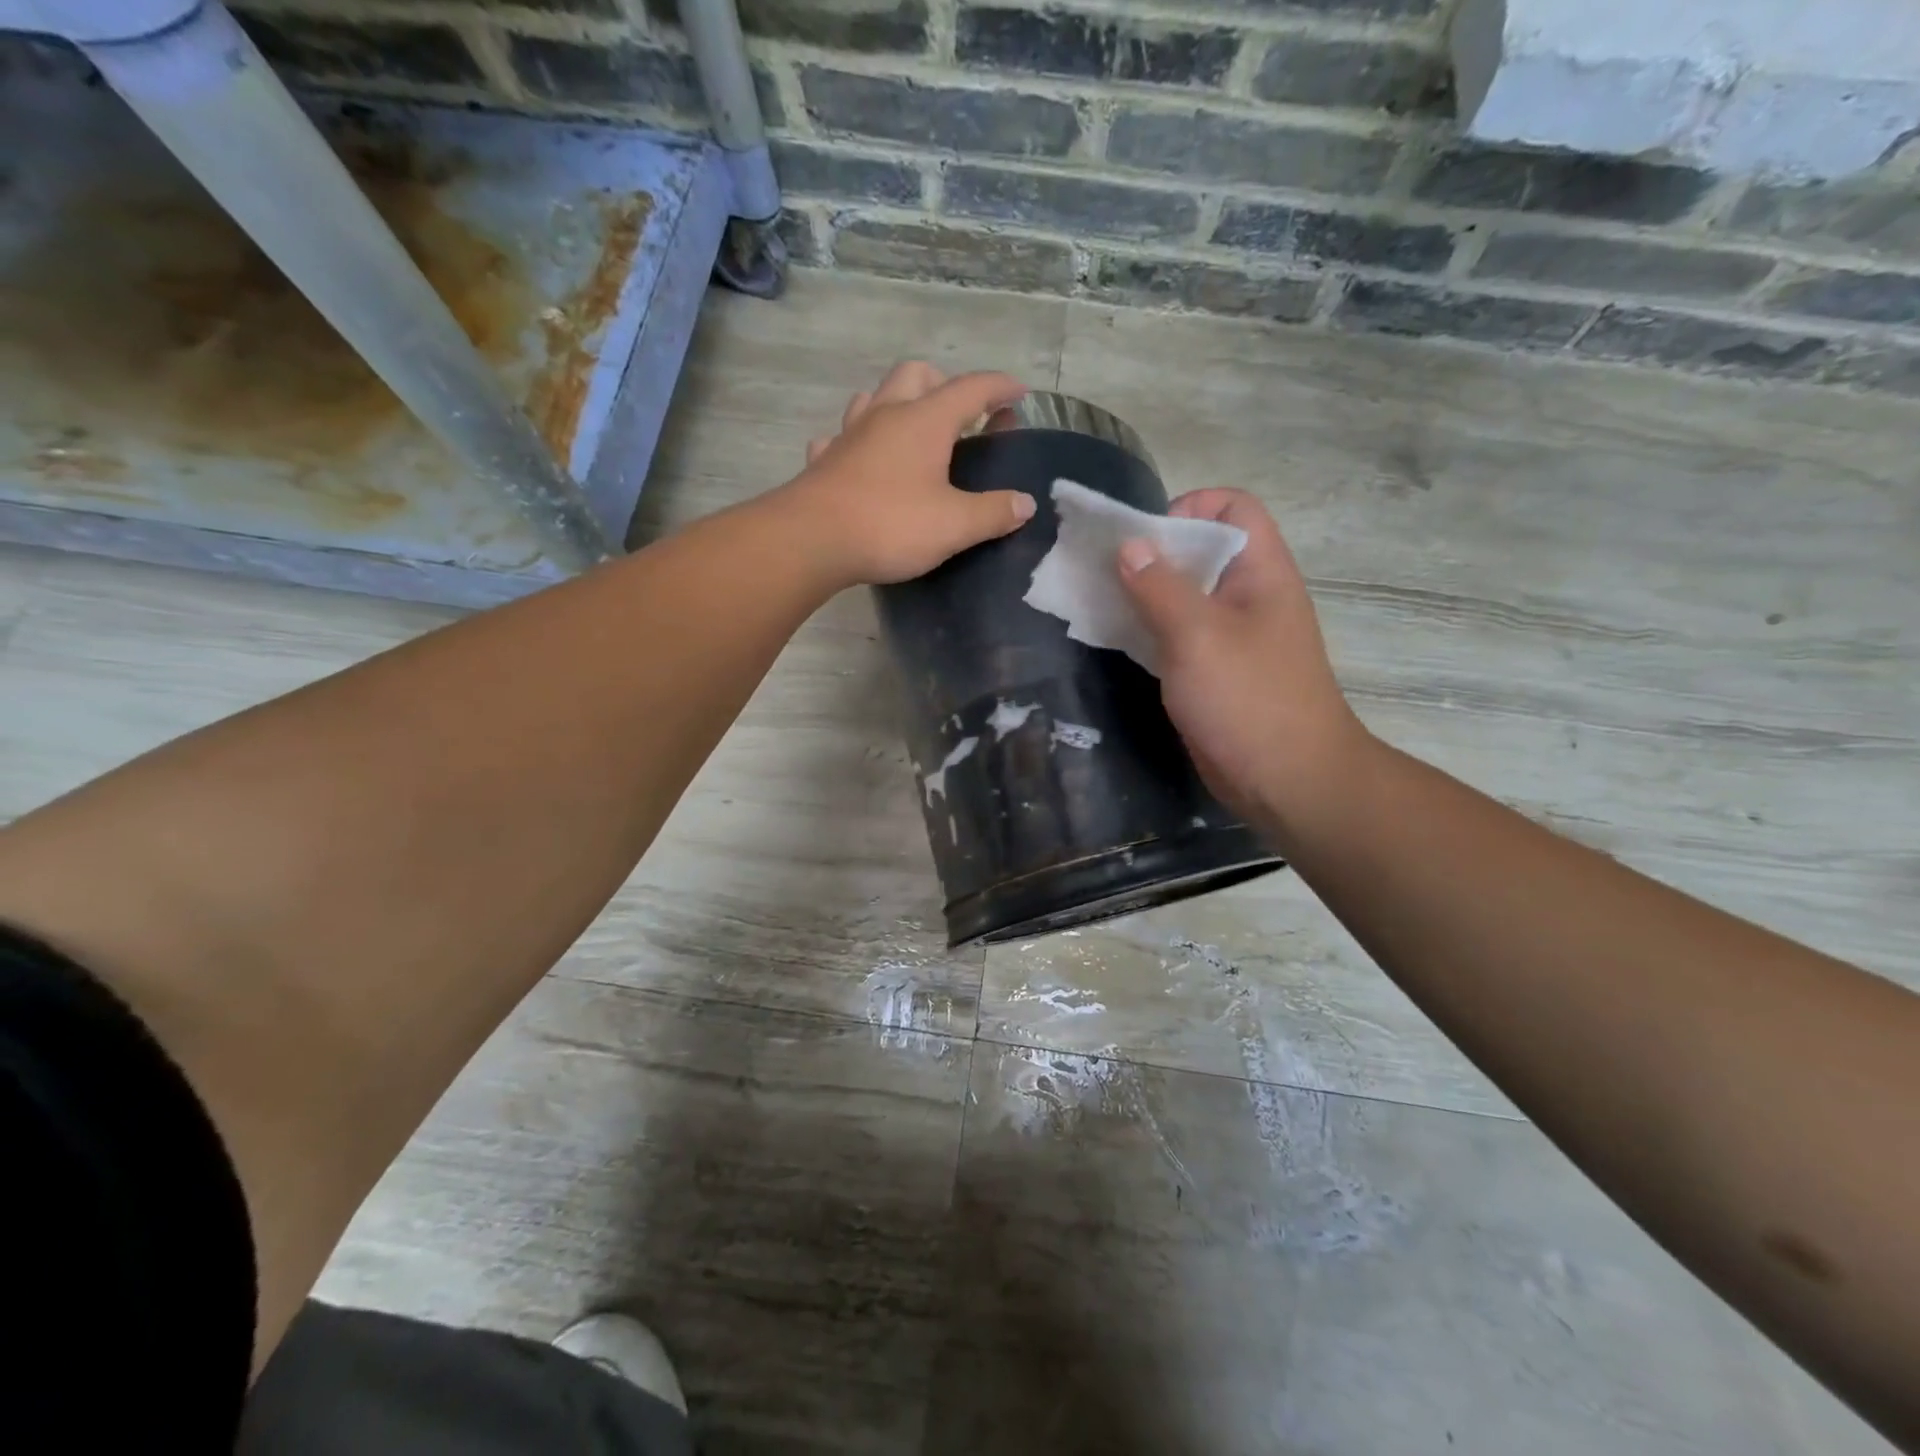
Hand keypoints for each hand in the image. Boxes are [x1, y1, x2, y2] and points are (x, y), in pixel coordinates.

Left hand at [776, 361, 1035, 586]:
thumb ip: (993, 512)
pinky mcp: (824, 461)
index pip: (971, 389)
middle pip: (916, 374)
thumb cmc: (890, 526)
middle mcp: (886, 415)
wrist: (811, 540)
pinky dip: (858, 441)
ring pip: (874, 397)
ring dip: (897, 403)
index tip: (1019, 392)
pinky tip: (861, 459)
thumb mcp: (954, 525)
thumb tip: (1025, 503)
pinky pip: (841, 437)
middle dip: (943, 383)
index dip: (999, 387)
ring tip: (912, 430)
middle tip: (960, 414)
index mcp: (924, 421)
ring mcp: (849, 435)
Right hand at [1116, 489, 1366, 839]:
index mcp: (1260, 572)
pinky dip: (1146, 629)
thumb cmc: (1248, 699)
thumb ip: (1160, 587)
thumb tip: (1129, 545)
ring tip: (1098, 601)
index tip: (1143, 538)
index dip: (1188, 507)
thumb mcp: (1198, 635)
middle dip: (1152, 552)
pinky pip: (1176, 634)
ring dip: (1143, 593)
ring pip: (1183, 595)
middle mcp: (1248, 595)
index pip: (1231, 508)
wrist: (1287, 782)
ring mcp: (1231, 636)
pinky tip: (1115, 639)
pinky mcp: (1213, 671)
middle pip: (1200, 550)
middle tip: (1103, 569)